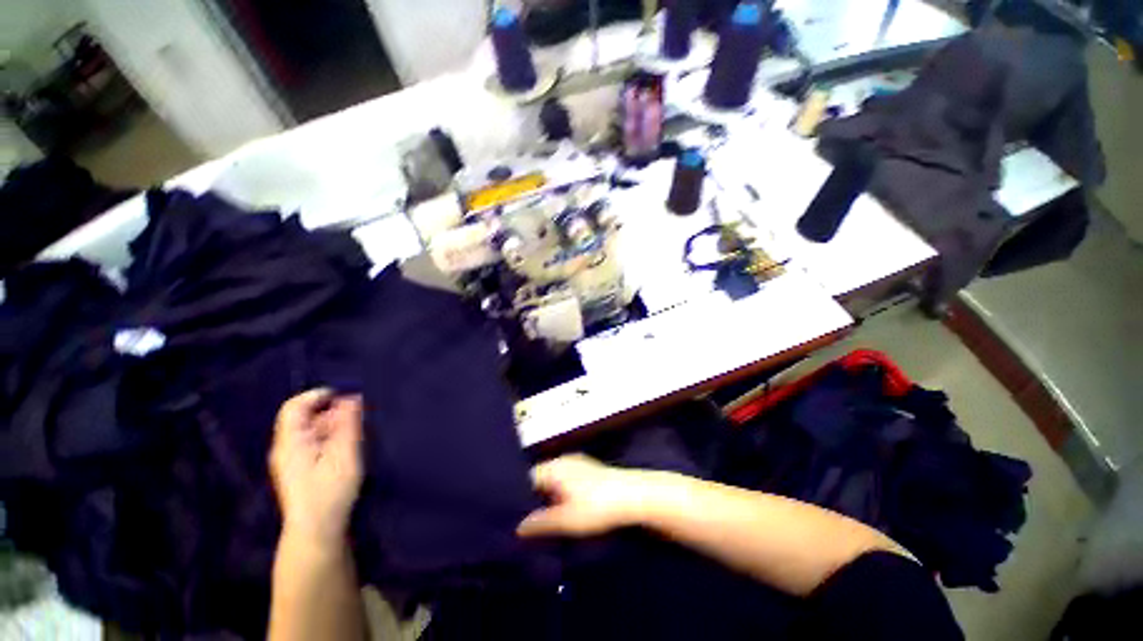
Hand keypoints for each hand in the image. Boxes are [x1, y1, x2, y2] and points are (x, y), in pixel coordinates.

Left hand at [269, 389, 362, 549]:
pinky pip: (314, 443)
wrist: (317, 531)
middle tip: (358, 416)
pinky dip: (331, 438)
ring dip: (333, 425)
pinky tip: (347, 446)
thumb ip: (348, 424)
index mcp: (290, 442)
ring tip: (356, 431)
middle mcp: (286, 448)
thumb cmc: (330, 490)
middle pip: (305, 418)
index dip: (318, 395)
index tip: (345, 395)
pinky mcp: (301, 470)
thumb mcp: (344, 453)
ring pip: (311, 431)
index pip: (295, 407)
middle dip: (331, 411)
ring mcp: (292, 460)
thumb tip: (352, 397)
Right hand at [517, 454, 654, 537]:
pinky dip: (560, 491)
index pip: (527, 477)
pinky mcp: (588, 469)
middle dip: (532, 496)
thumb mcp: (567, 520)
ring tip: (542, 516)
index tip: (510, 514)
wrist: (634, 495)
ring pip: (553, 478)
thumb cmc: (597, 506)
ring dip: (547, 495)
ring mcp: (577, 463)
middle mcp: (563, 460)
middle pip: (540, 477)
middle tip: (524, 519)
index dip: (518, 495)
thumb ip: (540, 523)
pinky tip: (563, 506)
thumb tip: (518, 527)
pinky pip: (565, 478)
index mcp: (554, 467)